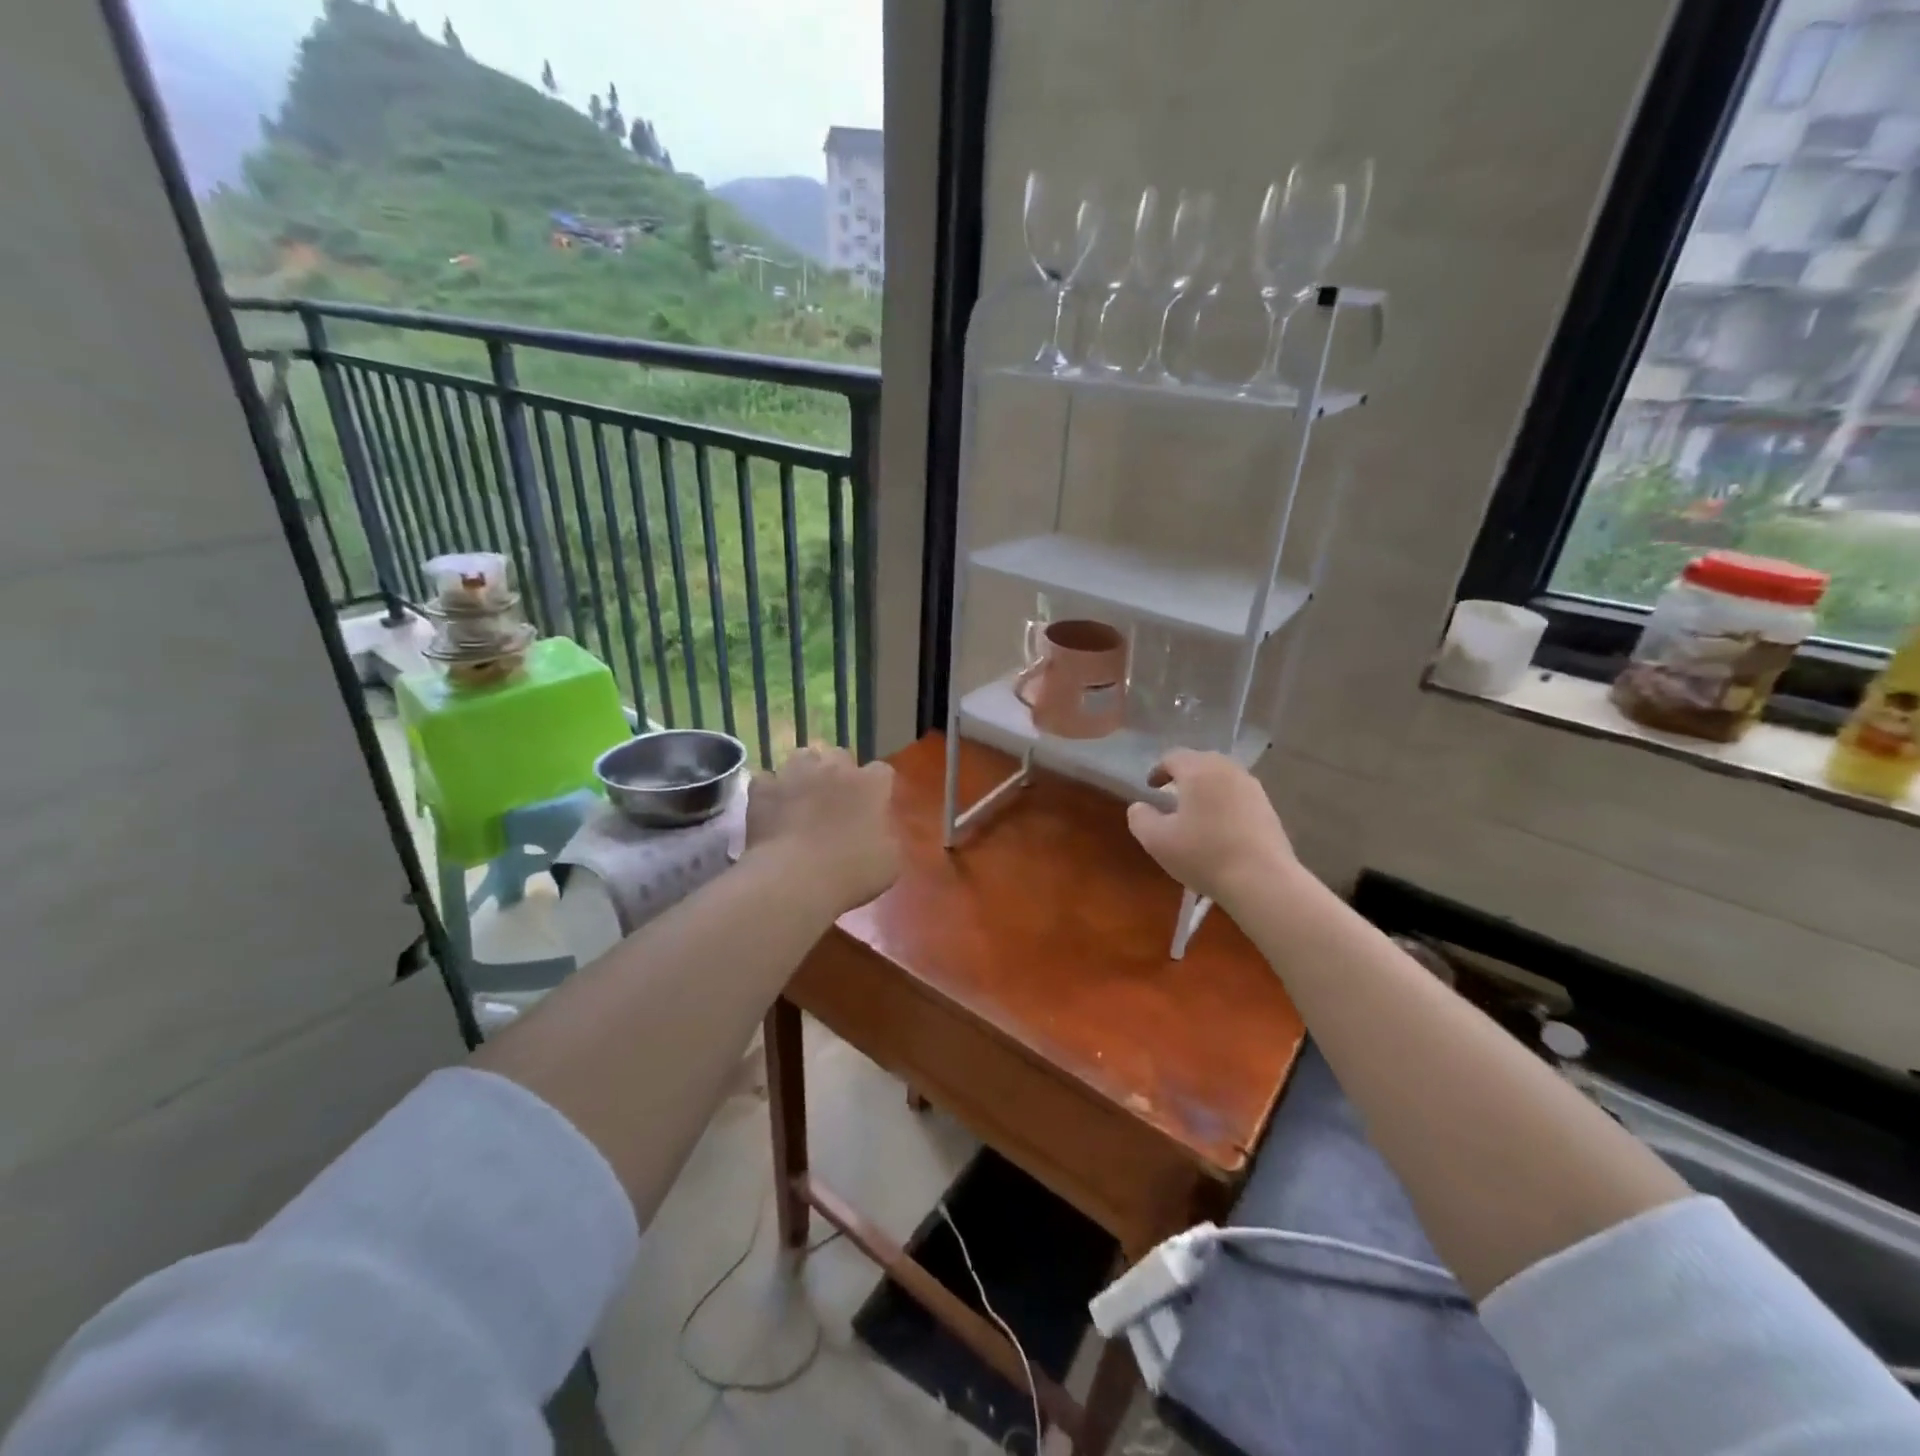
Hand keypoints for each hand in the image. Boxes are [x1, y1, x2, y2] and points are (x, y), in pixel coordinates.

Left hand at [746, 746, 899, 914]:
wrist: (794, 880)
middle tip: (836, 800)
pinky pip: (767, 780)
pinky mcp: (764, 788)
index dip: (877, 787)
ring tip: (802, 795)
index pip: (882, 771)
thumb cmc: (851, 872)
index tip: (874, 806)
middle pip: (840, 756)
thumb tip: (881, 833)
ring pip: (802, 757)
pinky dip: (770, 790)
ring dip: (805, 772)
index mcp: (870, 784)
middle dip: (839, 773)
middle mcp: (834, 768)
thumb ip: (889, 838)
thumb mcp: (889, 863)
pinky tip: (772, 807)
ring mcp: (795, 774)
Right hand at [1126, 750, 1298, 910]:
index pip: (1172, 757)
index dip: (1157, 771)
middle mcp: (1228, 770)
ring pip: (1222, 778)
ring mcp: (1253, 788)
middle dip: (1183, 777)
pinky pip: (1239, 796)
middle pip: (1200, 763)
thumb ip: (1140, 817)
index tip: (1150, 789)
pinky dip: (1225, 803)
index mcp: (1199, 770)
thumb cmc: (1203, 855)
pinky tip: (1220, 829)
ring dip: (1206, 790)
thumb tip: (1140, 807)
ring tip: (1196, 814)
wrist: (1262, 882)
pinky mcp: (1268, 808)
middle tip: (1171, 798)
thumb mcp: (1156, 840)